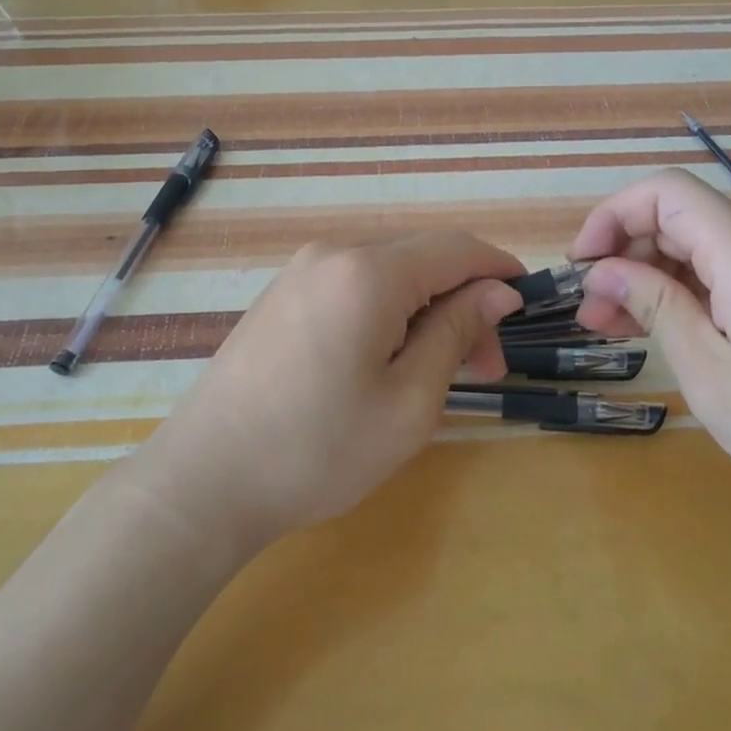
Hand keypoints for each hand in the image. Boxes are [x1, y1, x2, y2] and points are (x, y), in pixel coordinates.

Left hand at [140, 232, 524, 548]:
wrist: (203, 481)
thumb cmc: (318, 449)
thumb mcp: (409, 401)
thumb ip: (456, 331)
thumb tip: (496, 290)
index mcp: (368, 272)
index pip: (456, 248)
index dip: (499, 270)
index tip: (526, 308)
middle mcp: (332, 254)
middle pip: (421, 260)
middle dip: (464, 302)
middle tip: (486, 368)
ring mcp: (299, 273)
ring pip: (388, 275)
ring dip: (426, 311)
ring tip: (439, 372)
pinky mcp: (281, 296)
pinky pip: (353, 288)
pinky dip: (388, 314)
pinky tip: (389, 361)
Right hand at [570, 170, 730, 538]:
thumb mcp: (709, 371)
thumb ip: (653, 306)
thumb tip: (601, 271)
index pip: (666, 192)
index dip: (612, 216)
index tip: (582, 266)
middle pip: (682, 218)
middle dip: (626, 254)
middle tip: (591, 313)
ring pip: (703, 247)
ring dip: (653, 278)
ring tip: (614, 328)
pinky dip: (689, 293)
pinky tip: (665, 330)